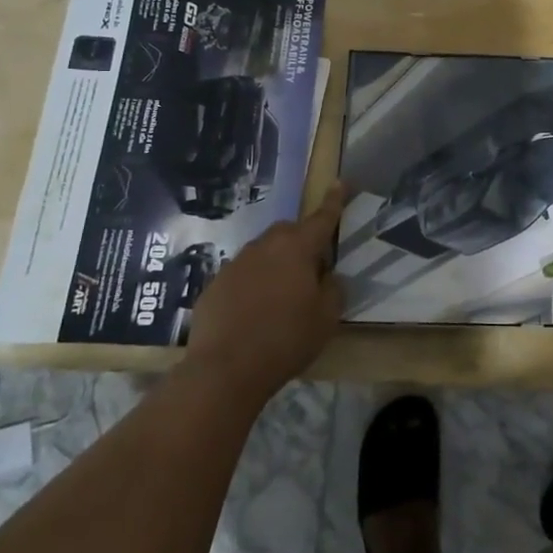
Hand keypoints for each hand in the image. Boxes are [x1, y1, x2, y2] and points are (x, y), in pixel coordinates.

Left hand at [186, 186, 345, 400]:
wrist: (225, 370)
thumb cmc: (286, 339)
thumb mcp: (326, 318)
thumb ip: (333, 289)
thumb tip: (327, 276)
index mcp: (297, 248)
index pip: (322, 218)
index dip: (334, 201)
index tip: (339, 182)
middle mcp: (265, 247)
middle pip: (288, 232)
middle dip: (301, 242)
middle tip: (311, 271)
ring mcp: (235, 264)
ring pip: (262, 253)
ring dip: (275, 265)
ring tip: (280, 297)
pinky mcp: (214, 286)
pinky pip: (241, 276)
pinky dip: (251, 286)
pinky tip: (252, 314)